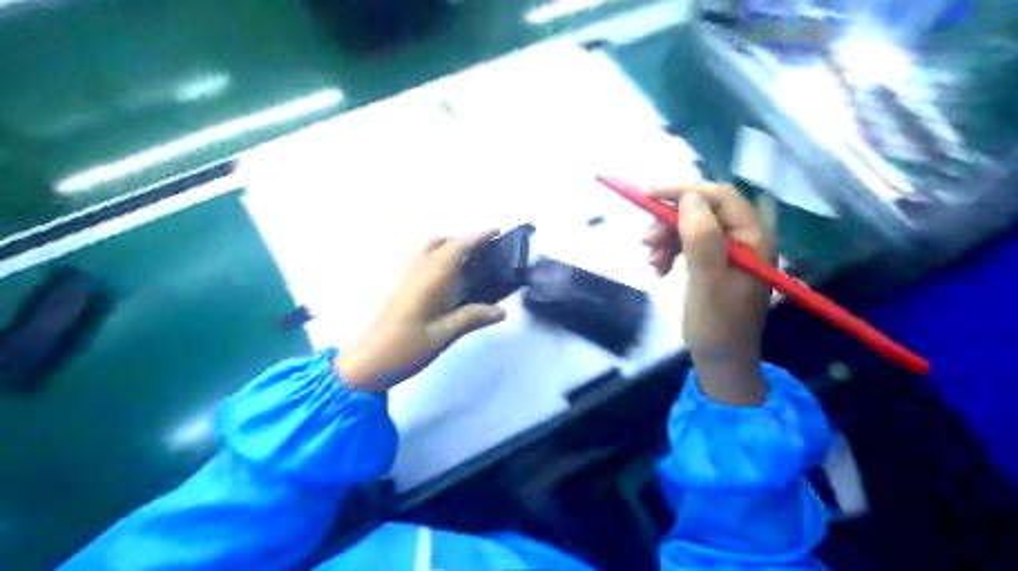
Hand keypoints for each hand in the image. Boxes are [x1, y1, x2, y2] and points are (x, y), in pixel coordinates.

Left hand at [337, 230, 505, 391]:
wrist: (367, 362)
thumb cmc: (407, 347)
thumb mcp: (445, 335)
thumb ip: (473, 318)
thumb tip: (502, 311)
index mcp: (431, 277)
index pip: (458, 247)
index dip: (477, 236)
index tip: (496, 230)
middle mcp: (418, 269)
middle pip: (442, 242)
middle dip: (464, 241)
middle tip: (487, 253)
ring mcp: (406, 277)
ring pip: (429, 250)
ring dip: (450, 248)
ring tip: (471, 265)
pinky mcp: (400, 287)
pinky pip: (422, 260)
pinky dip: (439, 259)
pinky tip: (449, 281)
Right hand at [643, 183, 781, 404]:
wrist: (721, 362)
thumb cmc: (717, 326)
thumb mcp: (706, 282)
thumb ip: (701, 239)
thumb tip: (688, 197)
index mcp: (753, 239)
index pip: (720, 197)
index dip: (685, 191)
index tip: (650, 196)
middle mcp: (745, 240)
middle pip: (703, 211)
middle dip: (671, 221)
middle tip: (646, 241)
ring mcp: (730, 252)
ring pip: (692, 227)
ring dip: (667, 239)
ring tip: (652, 262)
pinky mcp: (715, 265)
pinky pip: (689, 246)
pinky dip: (670, 253)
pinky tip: (658, 270)